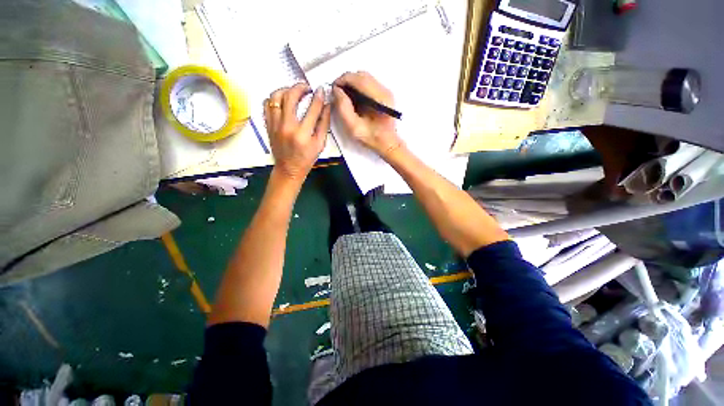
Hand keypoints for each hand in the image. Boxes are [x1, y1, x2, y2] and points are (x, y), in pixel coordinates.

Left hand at [264, 83, 330, 182]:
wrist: (288, 169)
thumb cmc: (306, 159)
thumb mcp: (319, 144)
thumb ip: (323, 124)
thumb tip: (326, 106)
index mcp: (302, 134)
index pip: (312, 109)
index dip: (318, 97)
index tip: (321, 90)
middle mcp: (287, 127)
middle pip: (290, 97)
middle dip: (300, 87)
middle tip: (307, 88)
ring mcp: (275, 125)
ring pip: (276, 97)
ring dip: (286, 90)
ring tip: (294, 92)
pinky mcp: (268, 125)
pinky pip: (267, 105)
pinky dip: (275, 98)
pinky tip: (283, 100)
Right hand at [332, 71, 402, 158]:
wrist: (387, 143)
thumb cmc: (372, 138)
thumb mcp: (354, 128)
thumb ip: (344, 108)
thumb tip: (336, 90)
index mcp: (380, 99)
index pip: (359, 79)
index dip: (343, 79)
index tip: (333, 88)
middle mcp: (385, 91)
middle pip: (362, 75)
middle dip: (346, 80)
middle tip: (337, 93)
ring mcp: (385, 91)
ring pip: (365, 78)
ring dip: (352, 83)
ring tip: (343, 96)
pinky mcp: (384, 94)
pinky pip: (368, 84)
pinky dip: (357, 87)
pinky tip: (353, 99)